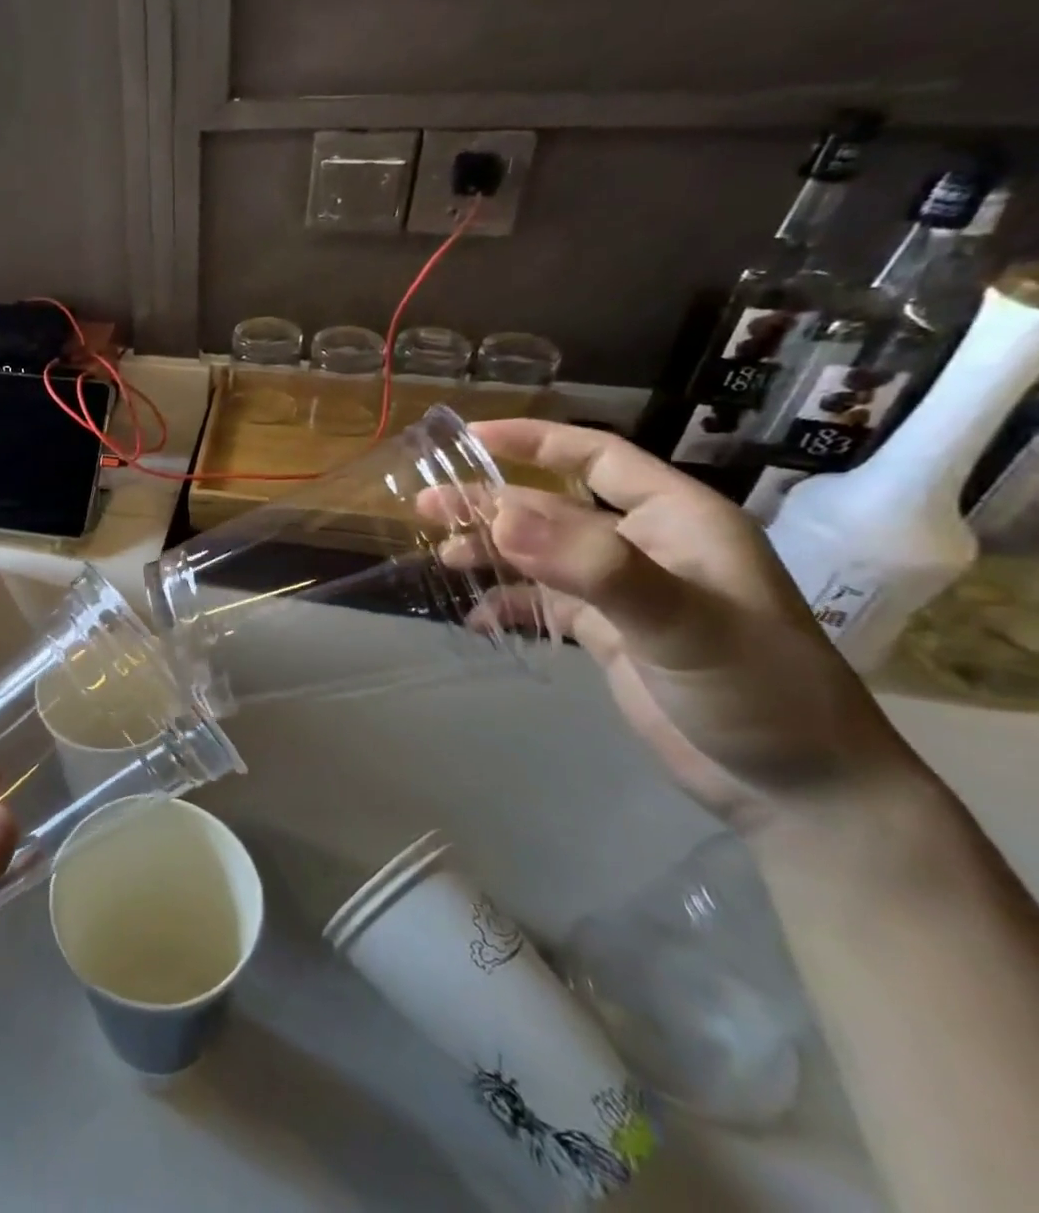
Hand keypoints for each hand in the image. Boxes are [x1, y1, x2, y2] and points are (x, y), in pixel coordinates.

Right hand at [466, 418, 917, 831]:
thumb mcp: (681, 622)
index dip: (534, 441)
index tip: (471, 435)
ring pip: (543, 556)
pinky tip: (478, 619)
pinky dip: (509, 606)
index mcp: (677, 520)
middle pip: (553, 508)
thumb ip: (593, 566)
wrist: (798, 790)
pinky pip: (546, 605)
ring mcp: (626, 594)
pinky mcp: (612, 636)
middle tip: (427, 506)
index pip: (597, 457)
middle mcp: (647, 547)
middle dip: (491, 504)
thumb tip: (500, 518)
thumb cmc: (757, 691)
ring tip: (443, 557)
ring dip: (493, 553)